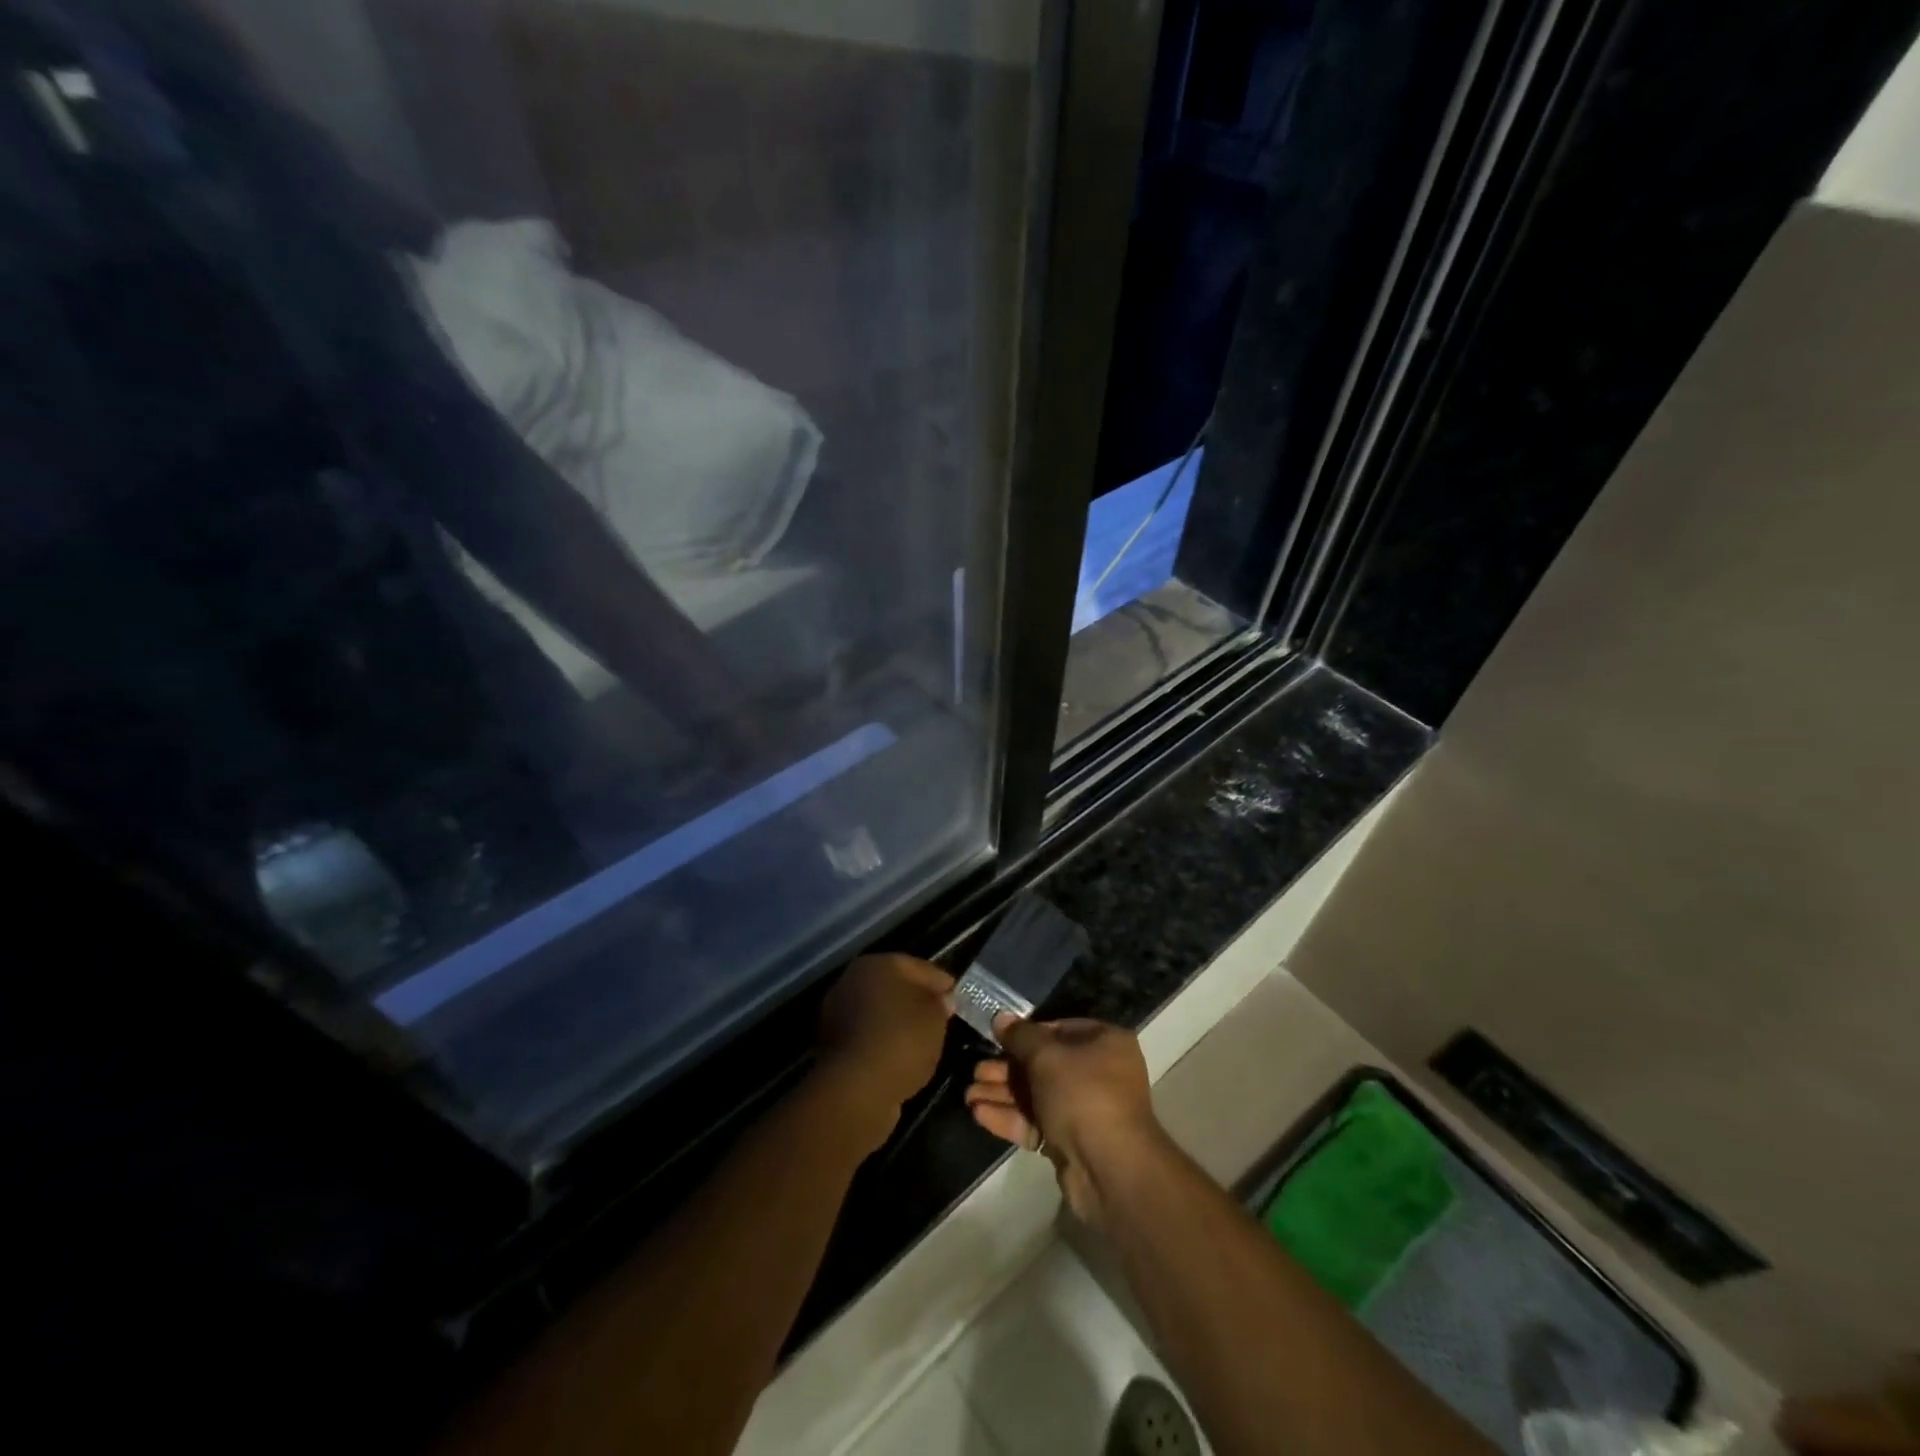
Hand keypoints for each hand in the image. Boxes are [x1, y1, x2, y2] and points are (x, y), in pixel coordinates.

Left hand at [814, 954, 954, 1149]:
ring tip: (923, 1040)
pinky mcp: (833, 1045)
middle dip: (917, 1000)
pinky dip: (884, 1043)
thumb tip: (941, 1000)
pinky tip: (901, 1057)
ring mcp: (839, 1012)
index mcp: (878, 963)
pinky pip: (869, 1036)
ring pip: (880, 1012)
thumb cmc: (902, 1039)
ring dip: (898, 1022)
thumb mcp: (935, 1016)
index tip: (957, 996)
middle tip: (941, 1017)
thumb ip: (940, 1003)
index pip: (919, 967)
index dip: (941, 981)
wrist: (857, 1088)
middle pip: (895, 986)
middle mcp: (853, 980)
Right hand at [964, 1014, 1163, 1224]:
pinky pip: (1037, 1122)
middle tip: (975, 1071)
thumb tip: (1001, 1018)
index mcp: (1104, 1043)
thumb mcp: (1046, 1056)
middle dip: (1006, 1069)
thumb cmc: (1082, 1094)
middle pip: (1043, 1065)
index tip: (996, 1038)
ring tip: (968, 1095)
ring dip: (1002, 1094)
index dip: (1025, 1034)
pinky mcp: (1070, 1141)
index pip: (1058, 1030)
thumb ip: (1020, 1036)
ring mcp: (1084, 1109)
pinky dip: (1011, 1117)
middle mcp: (1098, 1072)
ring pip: (1036, 1095)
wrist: (1109, 1169)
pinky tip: (979, 1113)